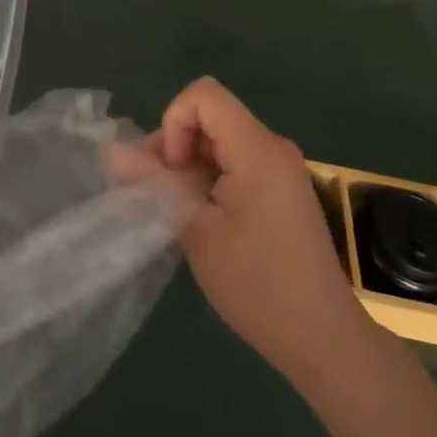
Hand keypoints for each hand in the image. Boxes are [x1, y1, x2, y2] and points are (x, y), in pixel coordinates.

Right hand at [156, 77, 374, 380]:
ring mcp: (280, 169)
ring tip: (179, 213)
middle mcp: (272, 147)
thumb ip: (153, 183)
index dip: (174, 123)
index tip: (172, 172)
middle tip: (161, 196)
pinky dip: (211, 180)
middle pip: (210, 116)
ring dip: (191, 167)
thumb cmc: (258, 284)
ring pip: (220, 141)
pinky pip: (237, 163)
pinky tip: (204, 222)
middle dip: (176, 146)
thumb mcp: (196, 231)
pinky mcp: (282, 191)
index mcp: (256, 147)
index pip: (203, 95)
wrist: (325, 340)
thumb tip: (111, 150)